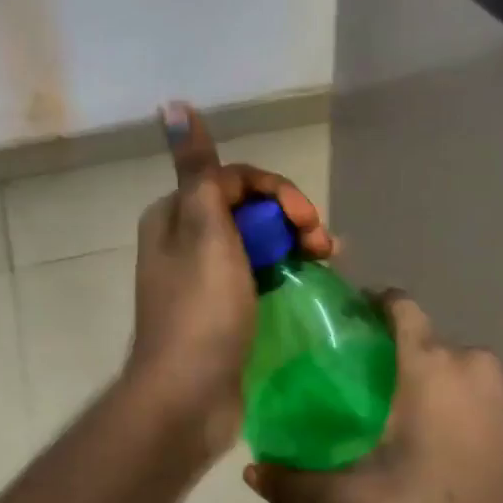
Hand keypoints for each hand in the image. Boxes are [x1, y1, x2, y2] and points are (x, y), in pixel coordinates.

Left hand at [124, 101, 332, 461]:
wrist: (187, 398)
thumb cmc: (201, 311)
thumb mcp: (205, 232)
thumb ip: (201, 171)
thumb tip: (172, 104)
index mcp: (176, 215)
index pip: (234, 180)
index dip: (277, 191)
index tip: (306, 219)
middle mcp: (186, 239)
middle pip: (249, 209)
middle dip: (291, 217)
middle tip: (324, 244)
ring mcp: (205, 277)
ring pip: (258, 241)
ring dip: (295, 242)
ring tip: (329, 260)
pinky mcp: (223, 308)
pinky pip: (259, 273)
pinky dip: (286, 269)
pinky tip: (314, 277)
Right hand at [243, 291, 502, 502]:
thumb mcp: (363, 499)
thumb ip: (302, 486)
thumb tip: (250, 473)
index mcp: (429, 363)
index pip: (400, 305)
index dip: (374, 303)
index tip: (350, 323)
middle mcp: (467, 358)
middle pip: (422, 337)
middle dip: (394, 353)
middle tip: (363, 388)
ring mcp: (499, 381)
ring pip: (449, 360)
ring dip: (426, 375)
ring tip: (398, 414)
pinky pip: (473, 382)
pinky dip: (453, 394)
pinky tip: (439, 434)